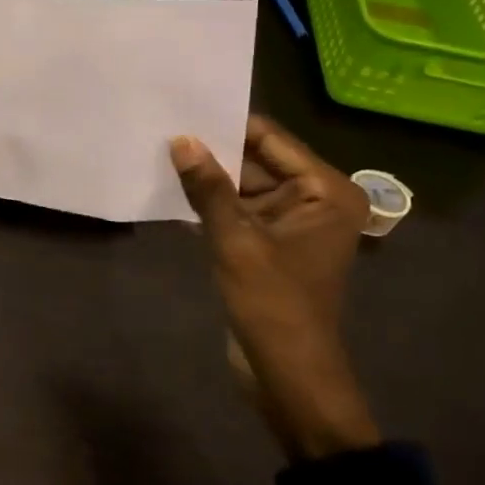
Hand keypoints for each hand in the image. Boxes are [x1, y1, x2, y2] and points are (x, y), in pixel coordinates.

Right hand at [170, 115, 380, 459]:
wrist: (287, 374)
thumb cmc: (273, 304)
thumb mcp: (236, 241)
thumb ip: (208, 188)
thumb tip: (180, 140)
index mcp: (326, 191)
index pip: (271, 139)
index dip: (226, 126)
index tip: (181, 109)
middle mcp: (314, 199)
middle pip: (256, 160)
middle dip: (212, 152)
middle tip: (162, 130)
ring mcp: (291, 223)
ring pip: (242, 185)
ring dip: (207, 179)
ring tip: (159, 155)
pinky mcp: (269, 244)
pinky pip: (237, 210)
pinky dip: (210, 205)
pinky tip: (171, 193)